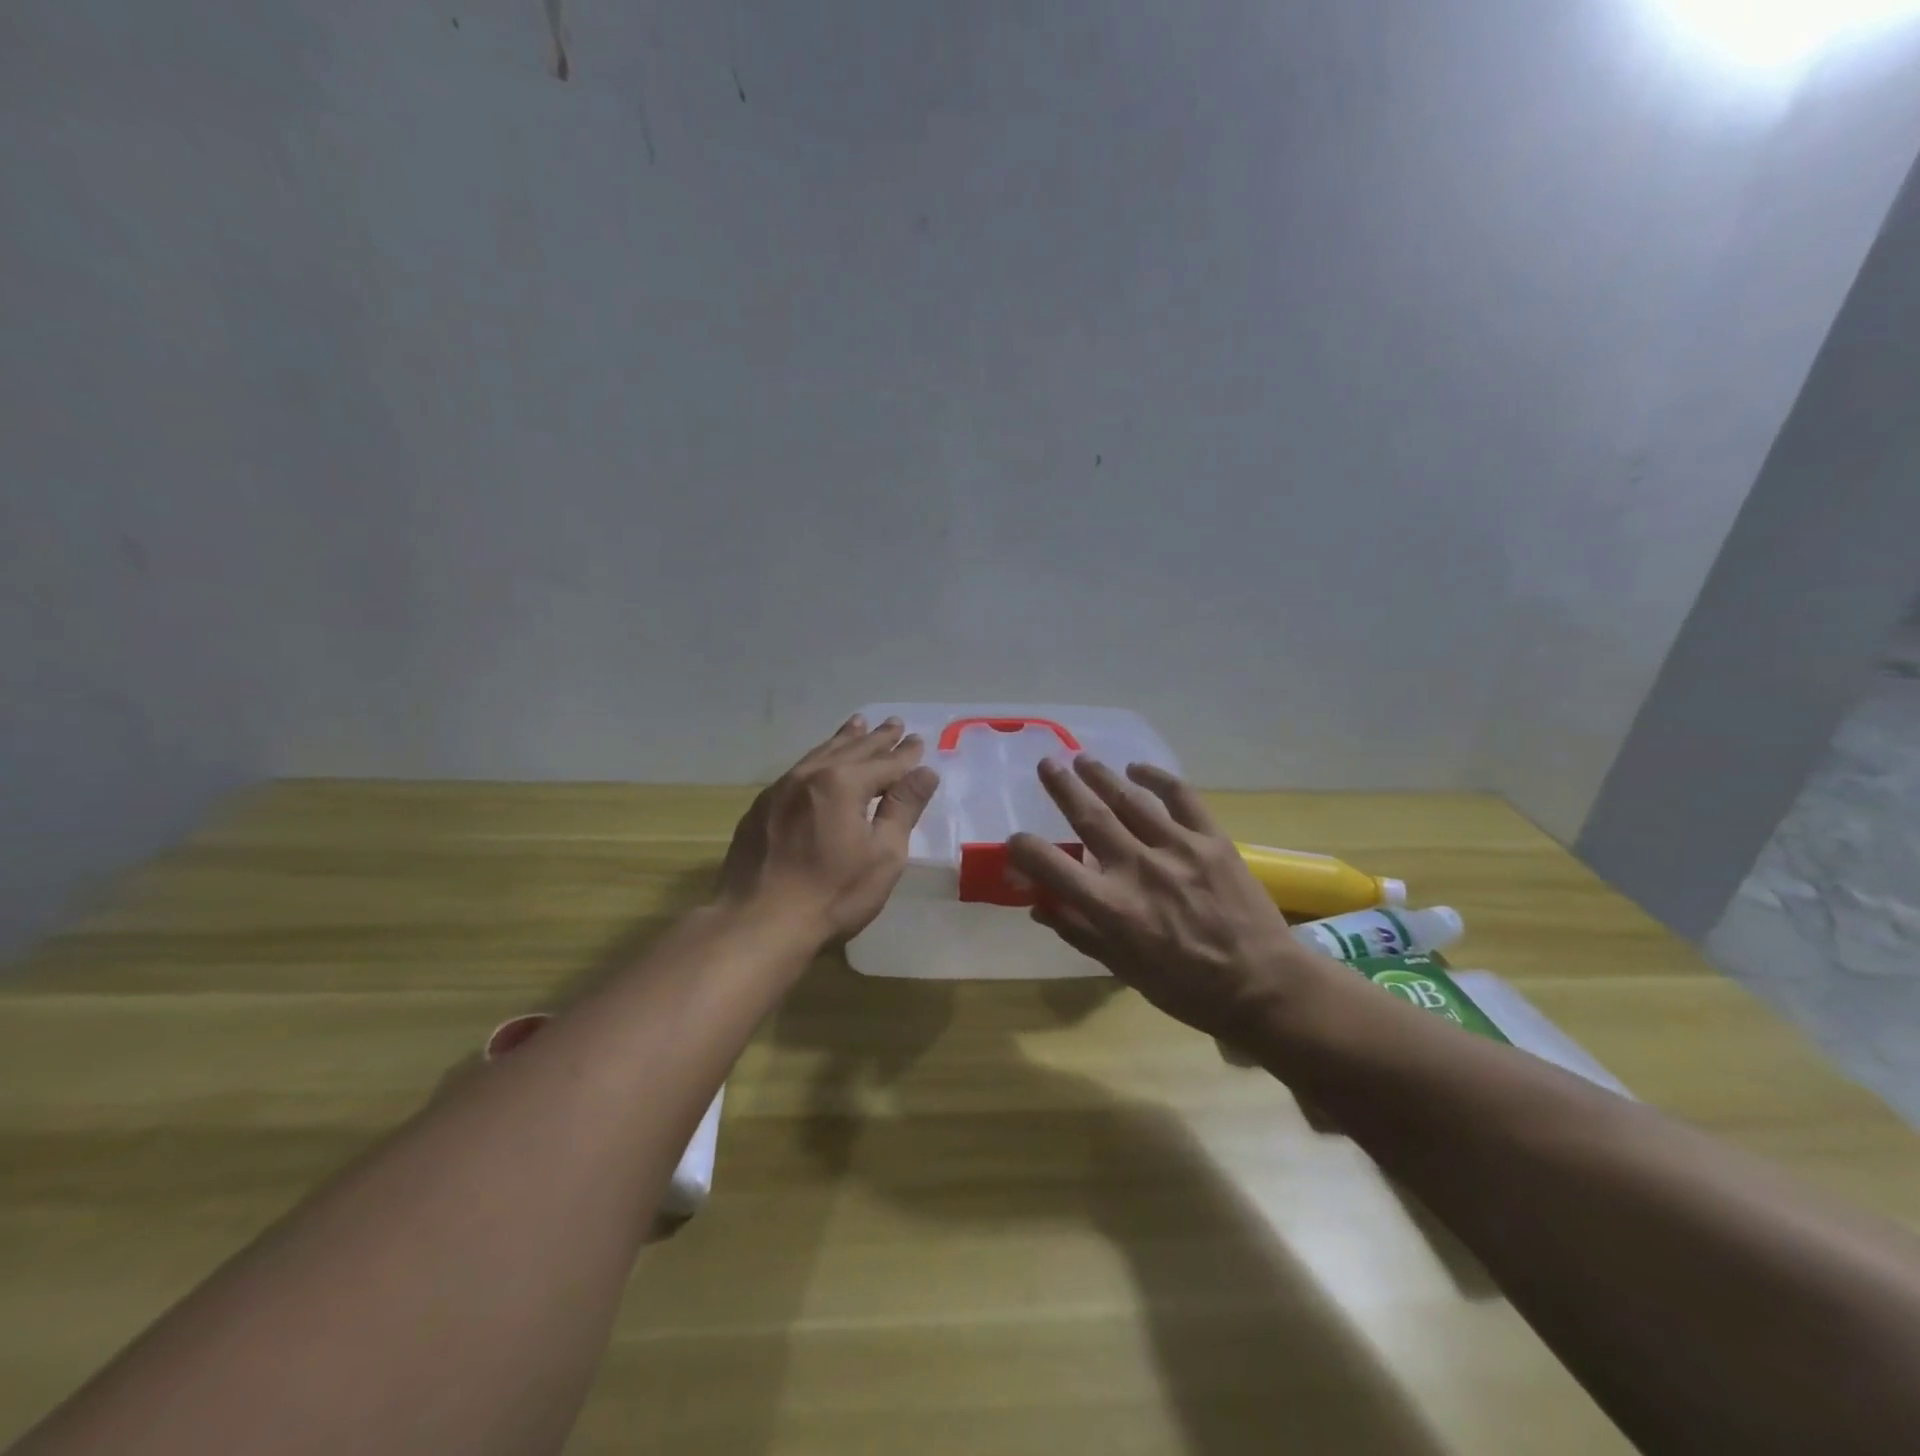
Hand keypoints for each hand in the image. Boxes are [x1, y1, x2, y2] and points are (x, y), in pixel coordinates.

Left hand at [719, 714, 939, 942]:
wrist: (758, 923)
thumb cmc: (833, 894)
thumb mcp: (883, 854)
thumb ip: (903, 808)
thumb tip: (925, 772)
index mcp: (843, 783)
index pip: (885, 762)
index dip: (905, 754)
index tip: (919, 741)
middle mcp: (810, 776)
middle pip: (851, 750)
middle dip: (876, 738)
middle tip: (894, 723)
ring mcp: (779, 790)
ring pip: (820, 755)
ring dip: (844, 739)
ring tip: (858, 724)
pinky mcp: (760, 809)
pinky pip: (797, 771)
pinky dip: (817, 759)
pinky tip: (818, 763)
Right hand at [1007, 757, 1318, 1042]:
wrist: (1264, 986)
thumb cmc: (1188, 989)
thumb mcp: (1124, 971)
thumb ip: (1080, 933)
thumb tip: (1039, 907)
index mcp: (1111, 907)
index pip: (1050, 866)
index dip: (1024, 850)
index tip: (1015, 842)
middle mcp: (1138, 869)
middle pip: (1089, 816)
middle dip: (1062, 788)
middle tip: (1046, 764)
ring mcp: (1178, 848)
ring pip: (1130, 800)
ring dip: (1101, 776)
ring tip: (1082, 759)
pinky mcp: (1212, 840)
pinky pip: (1181, 798)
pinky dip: (1157, 778)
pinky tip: (1139, 769)